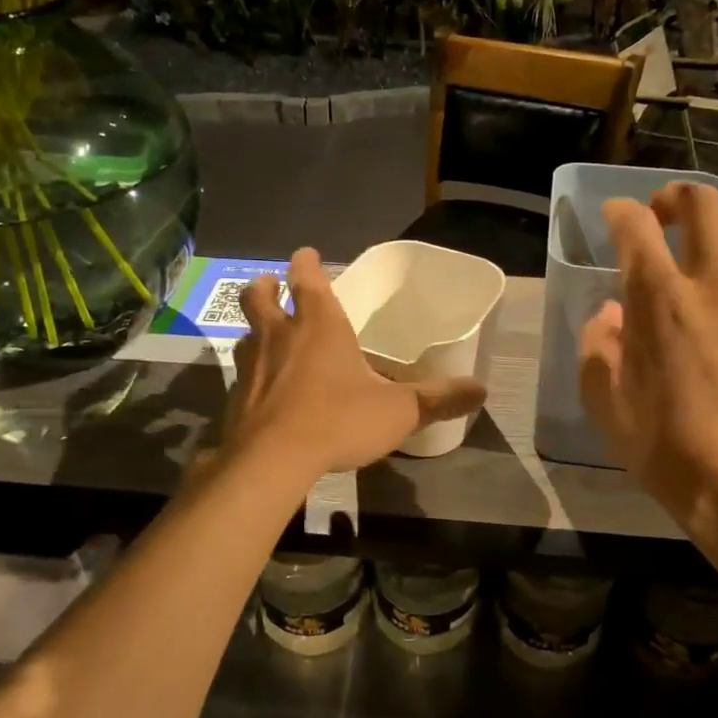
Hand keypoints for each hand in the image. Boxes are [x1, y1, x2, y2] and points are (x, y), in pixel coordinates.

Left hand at [224, 248, 486, 481]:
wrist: (271, 462)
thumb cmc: (338, 420)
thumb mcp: (399, 411)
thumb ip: (439, 399)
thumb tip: (482, 389)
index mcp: (318, 324)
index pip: (305, 277)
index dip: (305, 262)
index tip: (305, 255)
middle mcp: (279, 336)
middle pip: (258, 297)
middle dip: (265, 288)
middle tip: (270, 286)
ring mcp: (250, 366)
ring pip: (245, 335)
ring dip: (255, 330)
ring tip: (267, 339)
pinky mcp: (235, 399)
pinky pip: (241, 375)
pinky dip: (251, 374)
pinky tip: (264, 392)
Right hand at [577, 183, 717, 533]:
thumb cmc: (662, 444)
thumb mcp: (603, 399)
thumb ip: (599, 343)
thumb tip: (612, 315)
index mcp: (659, 300)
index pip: (636, 226)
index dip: (620, 211)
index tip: (613, 216)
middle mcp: (713, 289)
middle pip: (704, 207)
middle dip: (677, 197)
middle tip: (661, 214)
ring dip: (703, 285)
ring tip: (692, 338)